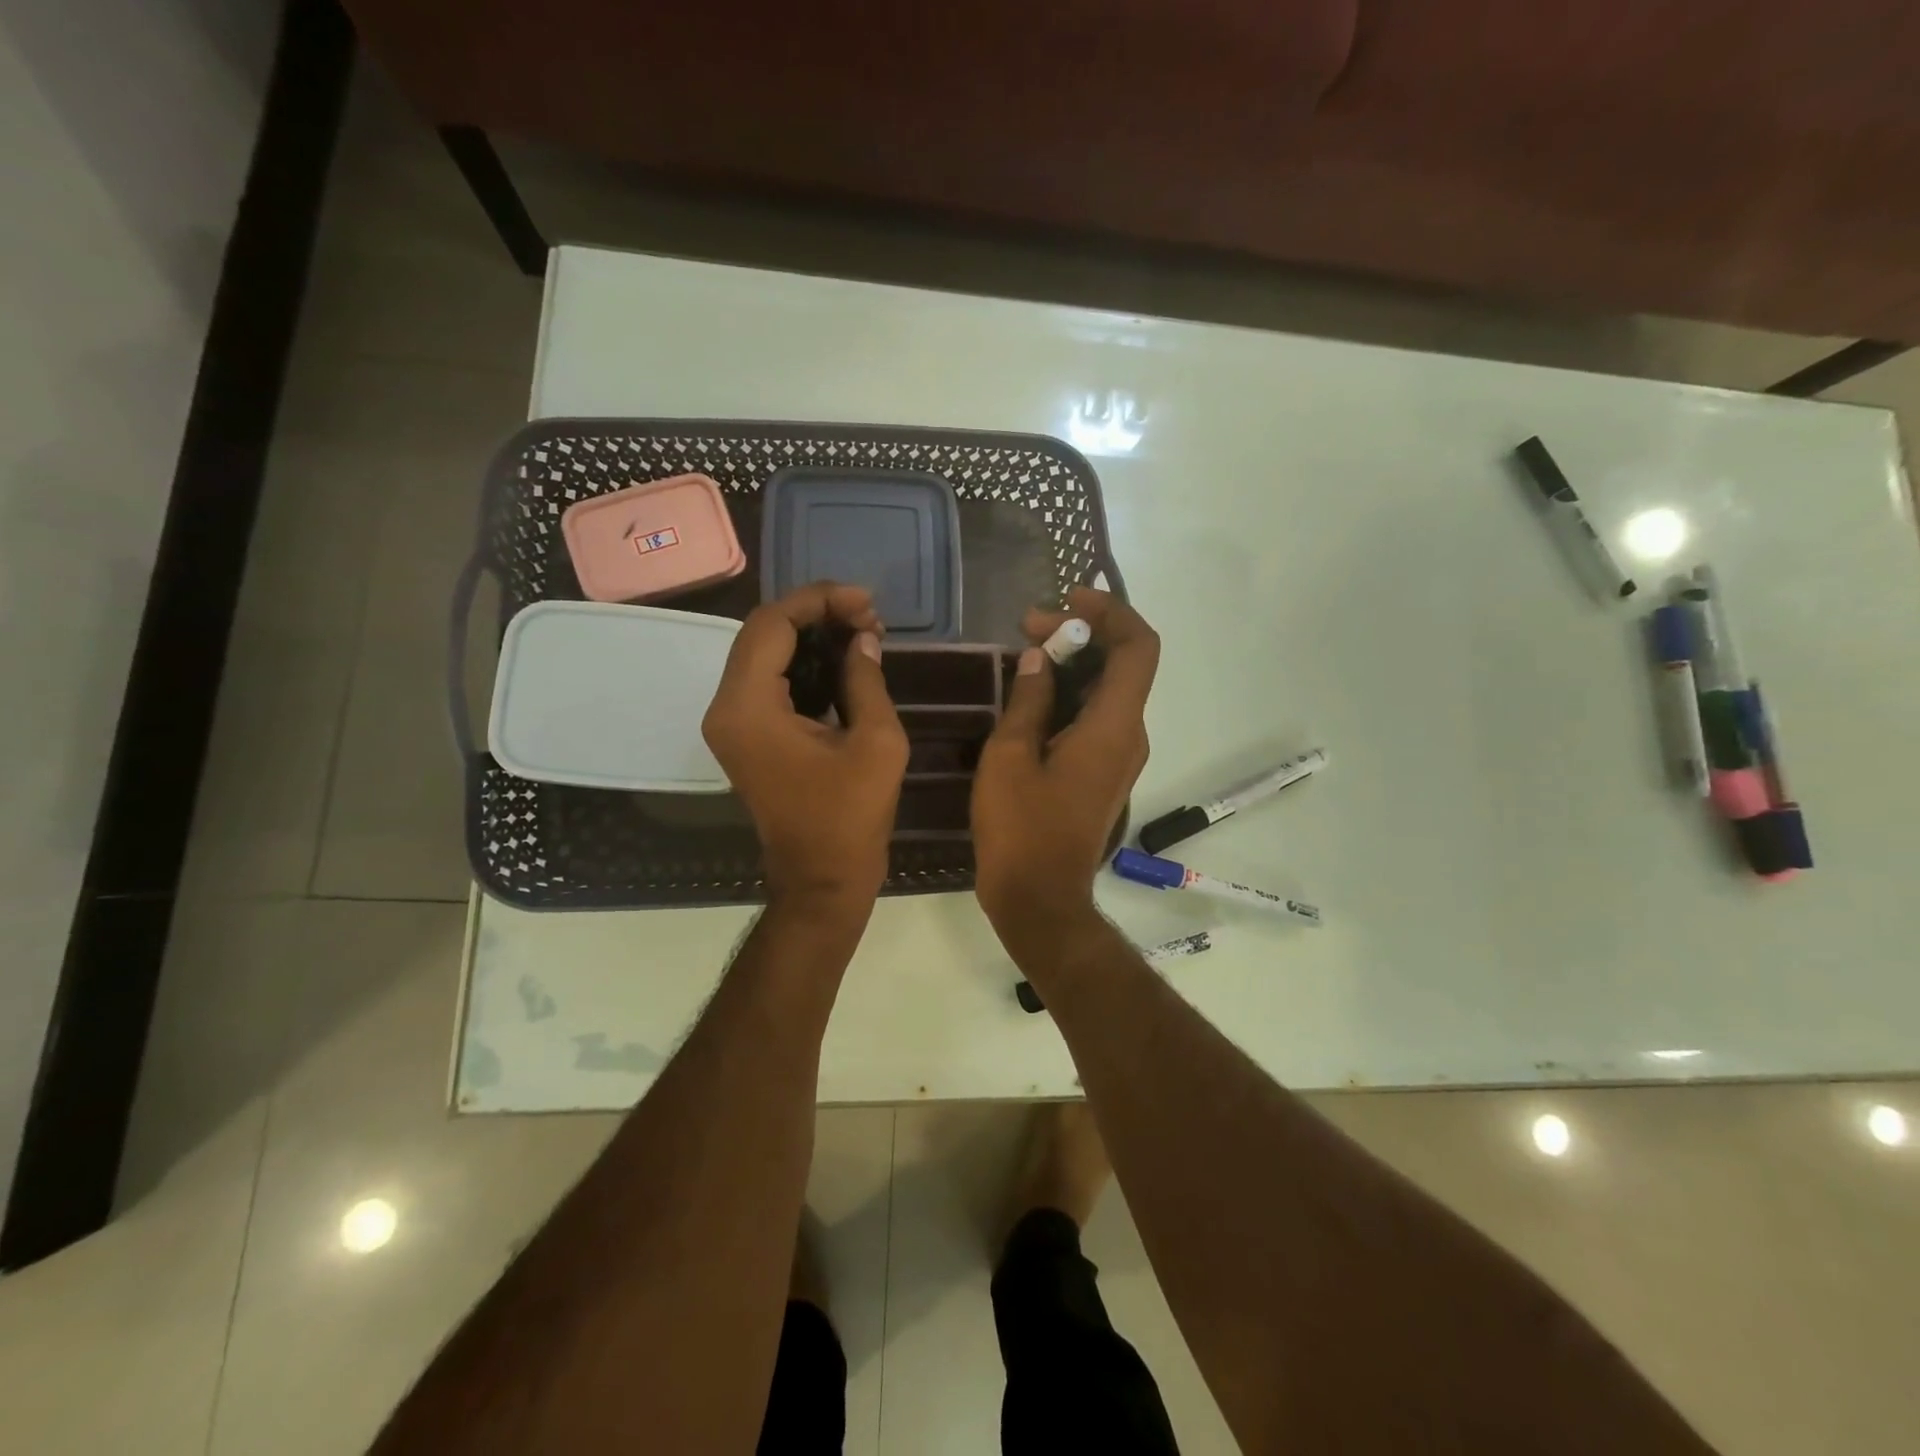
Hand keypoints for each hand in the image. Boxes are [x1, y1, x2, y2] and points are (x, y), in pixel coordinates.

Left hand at [703, 583, 908, 908]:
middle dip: (816, 615)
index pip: (772, 624)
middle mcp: (727, 708)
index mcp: (749, 708)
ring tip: (863, 633)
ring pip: (764, 653)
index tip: (866, 603)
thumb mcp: (876, 743)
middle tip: (869, 617)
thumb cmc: (850, 818)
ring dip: (810, 636)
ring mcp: (732, 723)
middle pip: (762, 633)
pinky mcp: (745, 735)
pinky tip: (843, 661)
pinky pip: (769, 680)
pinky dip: (803, 663)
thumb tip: (863, 639)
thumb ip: (866, 679)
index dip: (819, 601)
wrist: (821, 881)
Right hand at [972, 587, 1160, 959]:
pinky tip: (1031, 698)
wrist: (1040, 900)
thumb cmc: (1021, 829)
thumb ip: (1028, 700)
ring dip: (1074, 665)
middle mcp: (1130, 736)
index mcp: (1114, 726)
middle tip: (1027, 628)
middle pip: (1124, 664)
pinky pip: (1098, 718)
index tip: (1067, 599)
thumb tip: (1039, 658)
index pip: (1139, 647)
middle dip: (1081, 635)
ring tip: (1024, 655)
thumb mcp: (1010, 757)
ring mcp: (1120, 757)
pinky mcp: (1105, 774)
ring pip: (1109, 691)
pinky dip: (1071, 695)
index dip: (1111, 611)